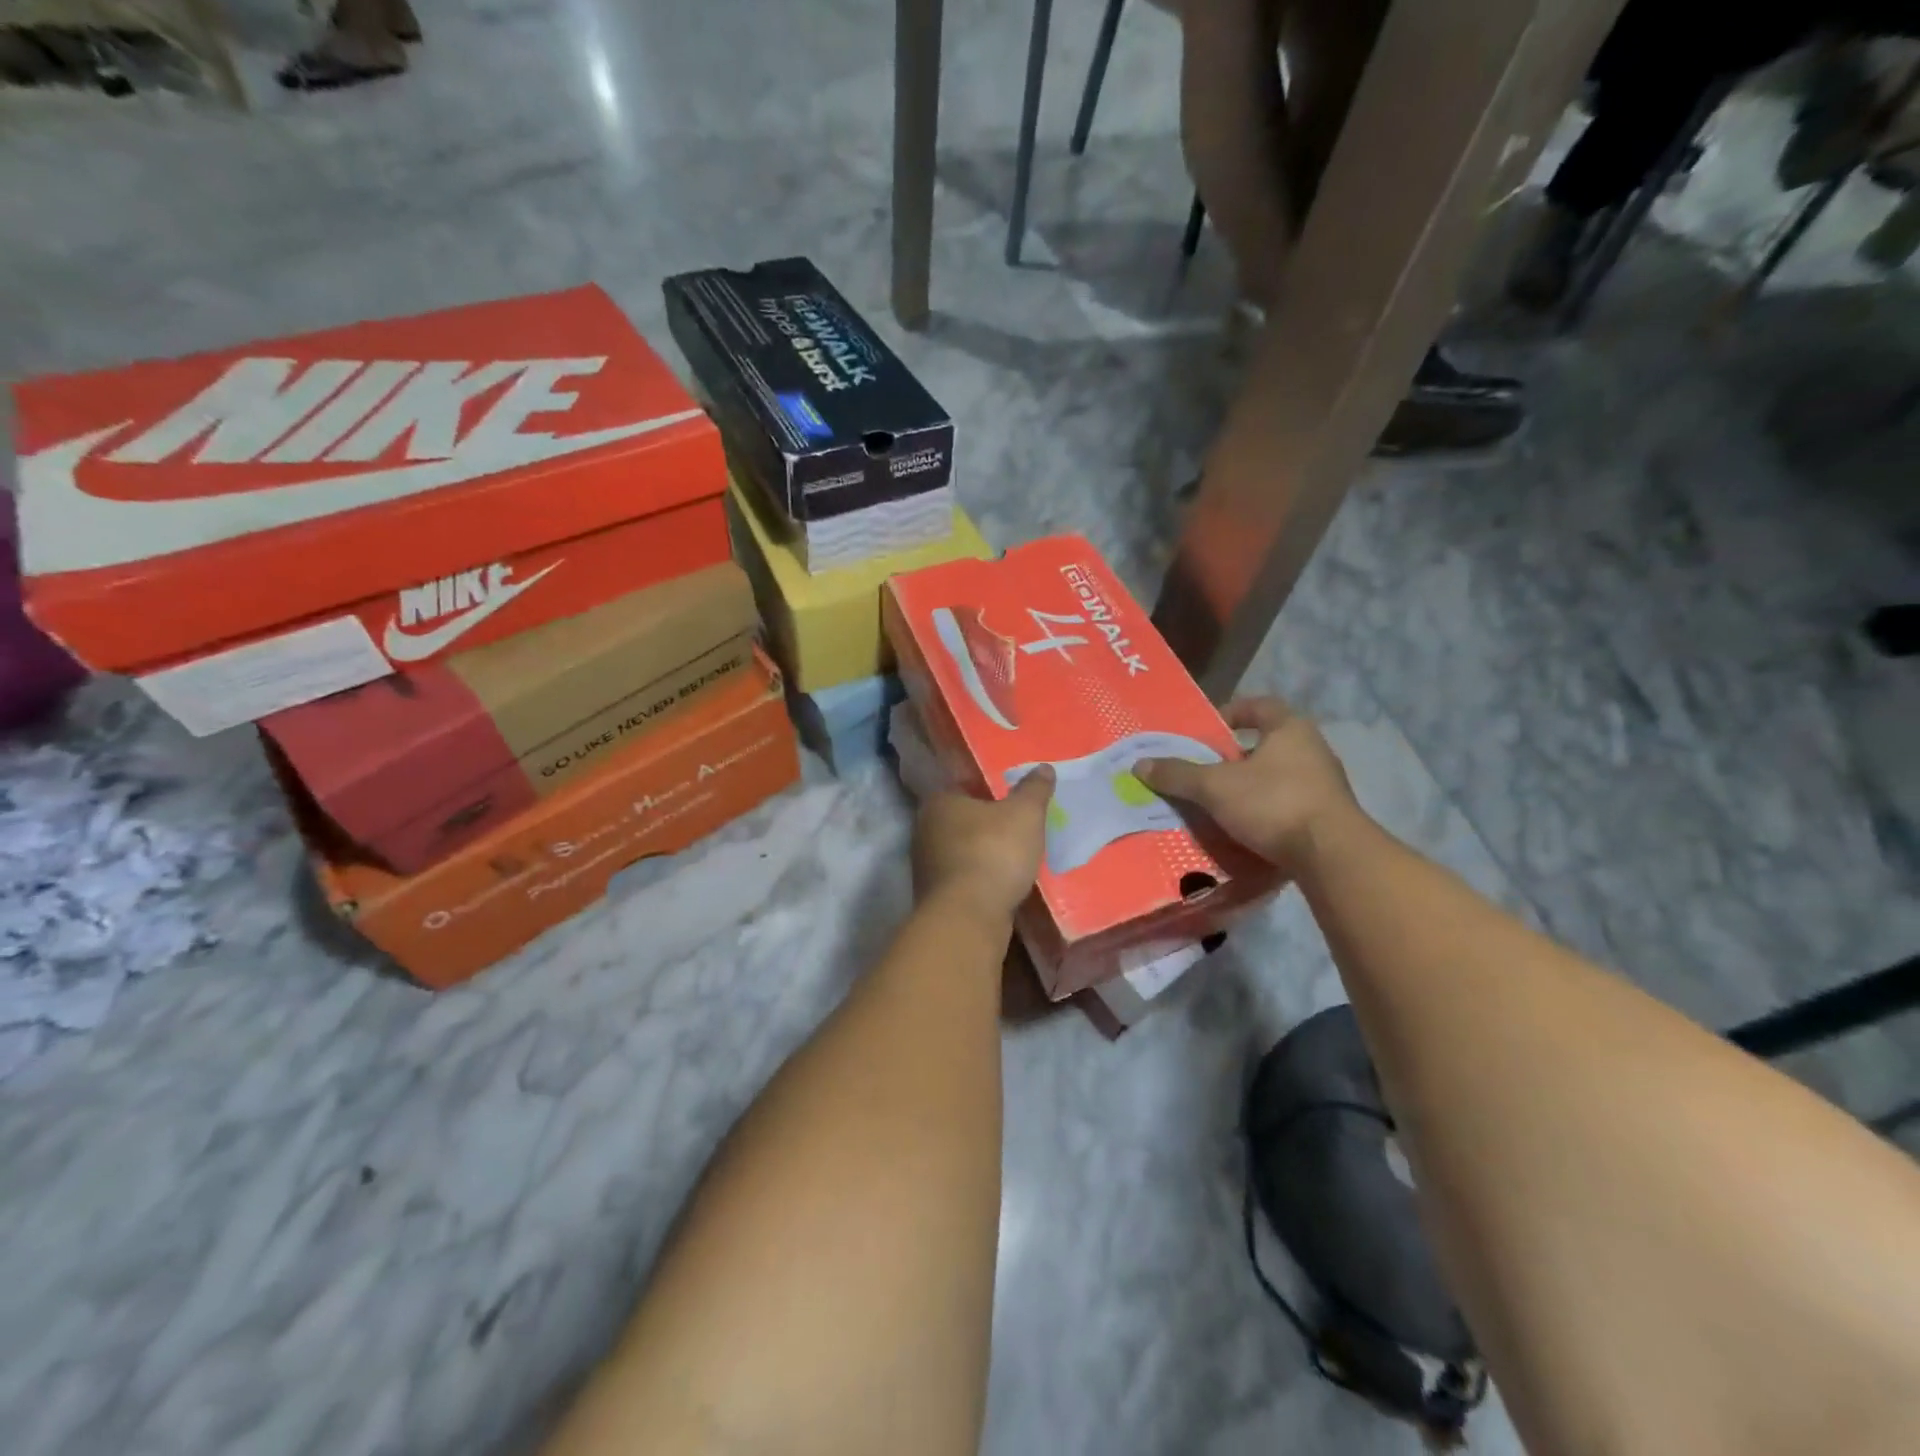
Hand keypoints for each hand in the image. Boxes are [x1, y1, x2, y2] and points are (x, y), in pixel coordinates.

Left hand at [911, 767, 1054, 924]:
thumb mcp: (1024, 814)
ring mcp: (925, 866)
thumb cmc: (993, 852)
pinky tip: (1002, 883)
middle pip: (961, 820)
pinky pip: (963, 878)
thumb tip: (1044, 768)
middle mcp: (924, 829)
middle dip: (986, 823)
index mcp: (939, 802)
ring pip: (960, 850)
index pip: (962, 786)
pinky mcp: (934, 896)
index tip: (1010, 797)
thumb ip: (1034, 790)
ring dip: (983, 853)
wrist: (968, 917)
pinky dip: (980, 878)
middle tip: (1017, 825)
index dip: (987, 790)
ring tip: (1014, 856)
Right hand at [1134, 698, 1361, 879]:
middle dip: (1234, 756)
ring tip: (1218, 803)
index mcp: (1290, 729)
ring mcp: (1325, 785)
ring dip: (1249, 786)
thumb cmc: (1274, 803)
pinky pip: (1288, 805)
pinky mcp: (1328, 817)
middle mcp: (1313, 750)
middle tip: (1204, 770)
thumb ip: (1179, 774)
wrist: (1332, 856)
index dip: (1231, 712)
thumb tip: (1140, 764)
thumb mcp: (1216, 787)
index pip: (1259, 706)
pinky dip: (1265, 812)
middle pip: (1267, 744)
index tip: (1208, 729)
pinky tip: (1243, 829)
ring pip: (1278, 776)